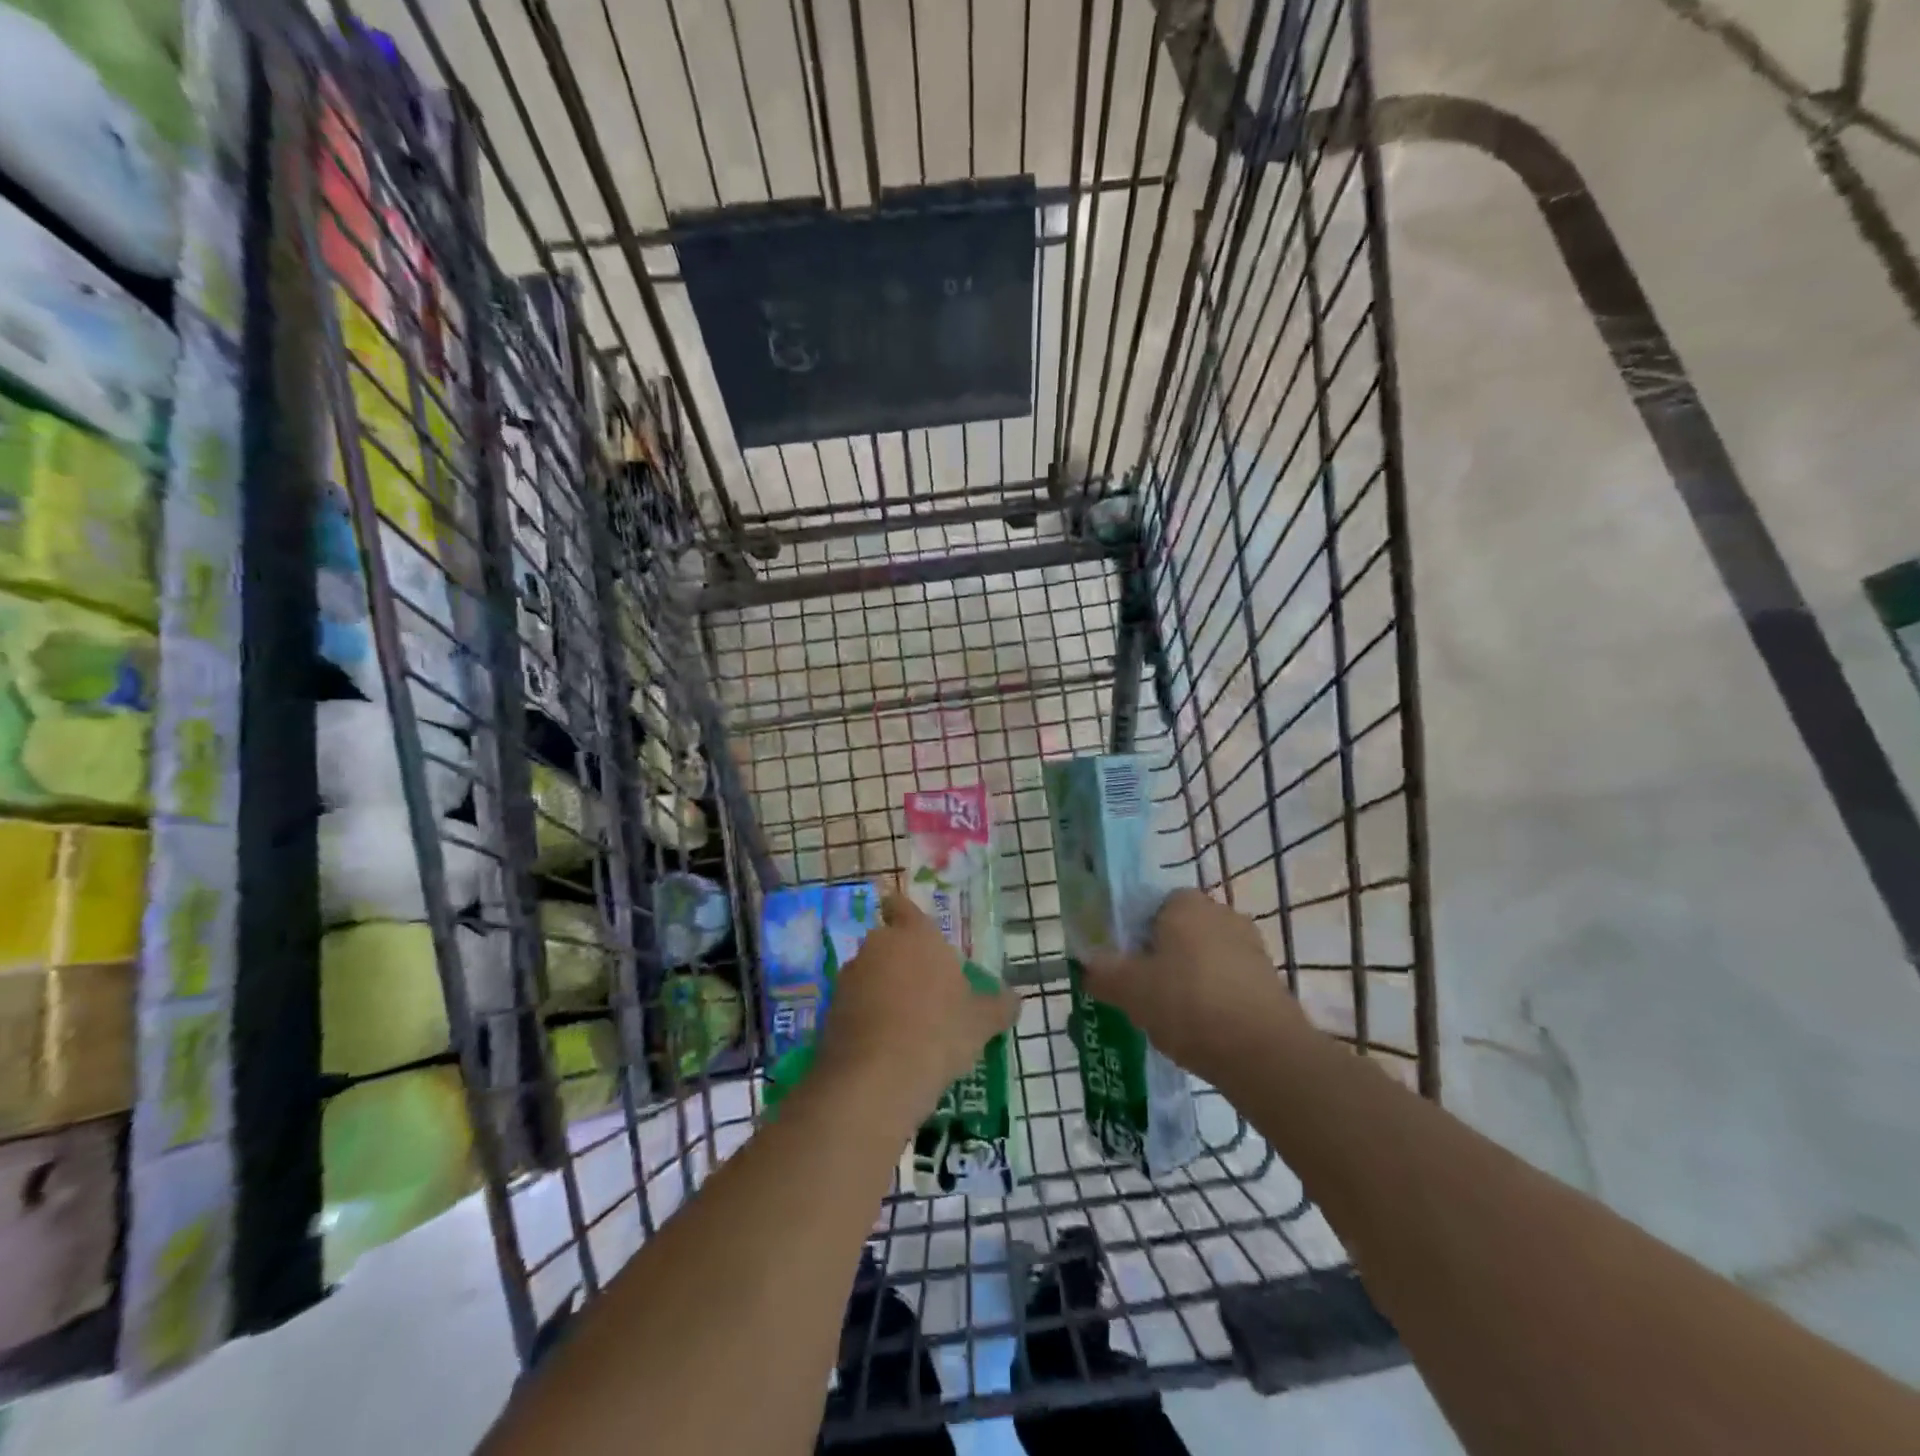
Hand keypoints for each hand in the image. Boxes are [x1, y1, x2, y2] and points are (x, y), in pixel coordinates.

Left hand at [813, 890, 1020, 1119]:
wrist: (876, 1079)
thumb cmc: (938, 1033)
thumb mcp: (981, 1022)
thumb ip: (998, 1005)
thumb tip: (1012, 999)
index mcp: (915, 936)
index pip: (903, 906)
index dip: (904, 913)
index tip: (910, 927)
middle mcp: (878, 946)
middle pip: (888, 943)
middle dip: (901, 960)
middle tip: (925, 989)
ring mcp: (850, 978)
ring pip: (870, 974)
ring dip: (883, 989)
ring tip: (906, 1023)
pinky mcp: (830, 1011)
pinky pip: (855, 1004)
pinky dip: (867, 1016)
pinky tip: (885, 1044)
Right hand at [1081, 888, 1310, 1090]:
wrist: (1263, 1053)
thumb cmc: (1187, 1003)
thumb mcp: (1129, 990)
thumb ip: (1103, 974)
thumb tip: (1088, 967)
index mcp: (1185, 903)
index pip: (1152, 906)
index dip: (1134, 934)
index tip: (1124, 966)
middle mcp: (1221, 914)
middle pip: (1179, 932)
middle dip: (1162, 958)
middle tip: (1142, 993)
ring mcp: (1251, 947)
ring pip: (1205, 959)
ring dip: (1189, 980)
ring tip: (1171, 1018)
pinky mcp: (1270, 980)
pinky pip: (1228, 982)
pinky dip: (1214, 999)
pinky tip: (1202, 1031)